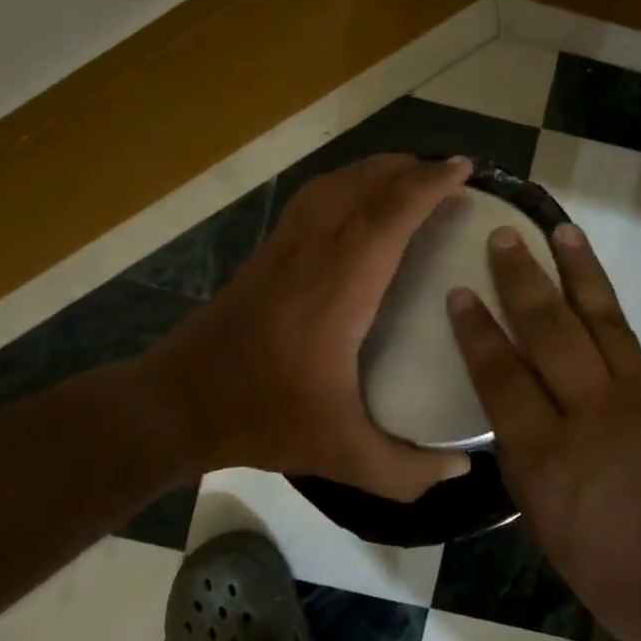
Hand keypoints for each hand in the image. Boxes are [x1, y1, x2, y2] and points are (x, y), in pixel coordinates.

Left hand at [146, 155, 474, 501]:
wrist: (177, 405)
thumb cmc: (263, 419)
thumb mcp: (341, 456)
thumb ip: (405, 471)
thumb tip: (461, 470)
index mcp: (337, 290)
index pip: (387, 216)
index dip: (427, 186)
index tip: (463, 171)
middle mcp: (311, 254)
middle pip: (362, 186)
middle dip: (409, 169)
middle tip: (449, 172)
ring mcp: (282, 248)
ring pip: (334, 185)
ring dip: (376, 172)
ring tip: (411, 177)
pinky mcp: (265, 254)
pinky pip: (314, 200)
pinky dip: (346, 185)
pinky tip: (358, 204)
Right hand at [447, 223, 640, 640]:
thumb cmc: (614, 577)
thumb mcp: (546, 529)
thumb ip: (526, 465)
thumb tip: (517, 419)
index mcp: (546, 458)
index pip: (502, 377)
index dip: (478, 332)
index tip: (459, 292)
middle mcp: (589, 414)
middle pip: (549, 331)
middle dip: (523, 279)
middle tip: (504, 236)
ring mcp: (635, 399)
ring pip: (599, 319)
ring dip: (578, 271)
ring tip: (561, 231)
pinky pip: (629, 341)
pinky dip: (609, 309)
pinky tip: (597, 290)